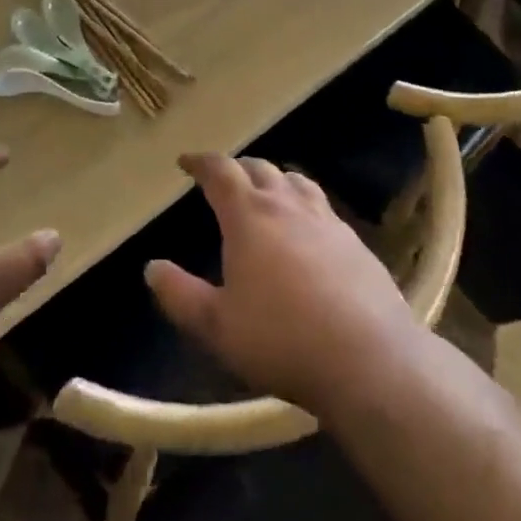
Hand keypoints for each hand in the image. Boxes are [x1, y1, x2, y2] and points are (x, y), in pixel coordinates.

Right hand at [145, 154, 426, 417]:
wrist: (369, 358)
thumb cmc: (281, 339)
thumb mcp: (217, 326)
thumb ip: (180, 295)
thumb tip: (151, 267)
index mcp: (249, 215)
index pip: (221, 171)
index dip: (201, 162)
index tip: (186, 161)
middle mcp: (287, 205)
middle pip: (259, 168)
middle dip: (237, 168)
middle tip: (223, 180)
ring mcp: (326, 219)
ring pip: (296, 181)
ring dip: (275, 179)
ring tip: (266, 192)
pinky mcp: (354, 241)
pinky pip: (322, 207)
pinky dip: (304, 205)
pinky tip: (307, 230)